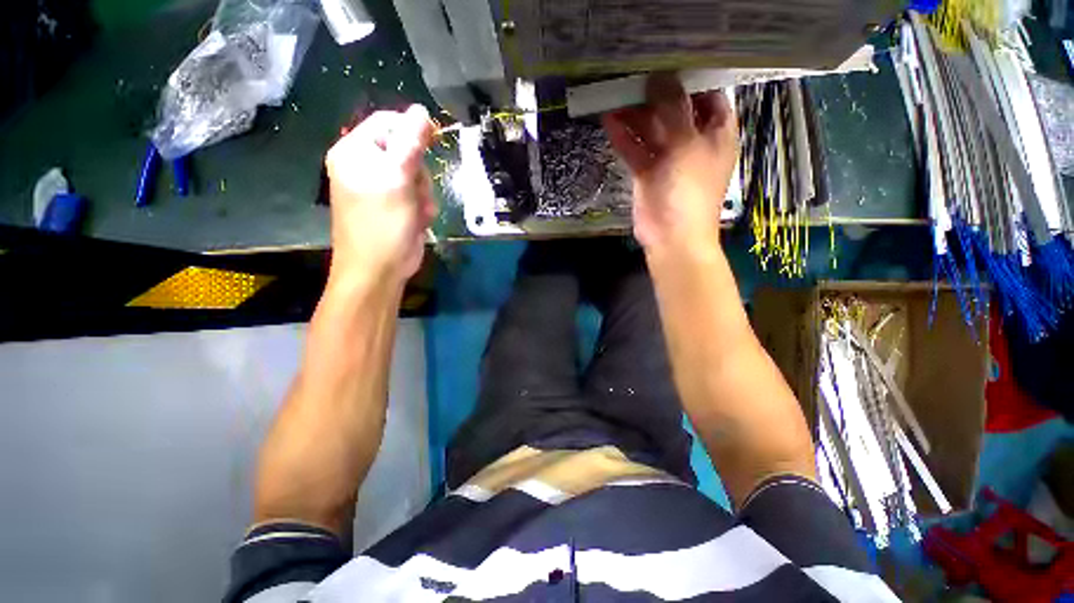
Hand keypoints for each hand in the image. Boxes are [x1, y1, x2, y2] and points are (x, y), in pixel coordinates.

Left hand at [324, 105, 435, 288]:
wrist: (379, 269)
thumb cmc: (383, 224)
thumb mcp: (397, 180)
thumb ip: (410, 144)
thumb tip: (421, 110)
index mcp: (355, 151)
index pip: (387, 123)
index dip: (412, 130)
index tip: (433, 143)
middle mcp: (367, 166)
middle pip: (407, 151)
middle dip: (419, 173)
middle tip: (413, 192)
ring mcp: (382, 188)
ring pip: (417, 176)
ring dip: (423, 194)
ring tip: (415, 212)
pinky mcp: (397, 205)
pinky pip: (418, 195)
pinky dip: (423, 208)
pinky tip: (417, 221)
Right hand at [602, 74, 737, 253]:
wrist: (672, 236)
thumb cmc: (689, 189)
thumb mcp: (686, 144)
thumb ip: (673, 110)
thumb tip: (660, 77)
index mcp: (715, 132)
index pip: (707, 96)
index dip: (689, 80)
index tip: (666, 63)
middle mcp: (692, 141)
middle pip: (673, 111)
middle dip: (653, 95)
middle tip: (631, 76)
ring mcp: (668, 158)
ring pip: (650, 130)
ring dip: (634, 115)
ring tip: (614, 94)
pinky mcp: (647, 173)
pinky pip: (635, 150)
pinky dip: (623, 137)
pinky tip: (609, 121)